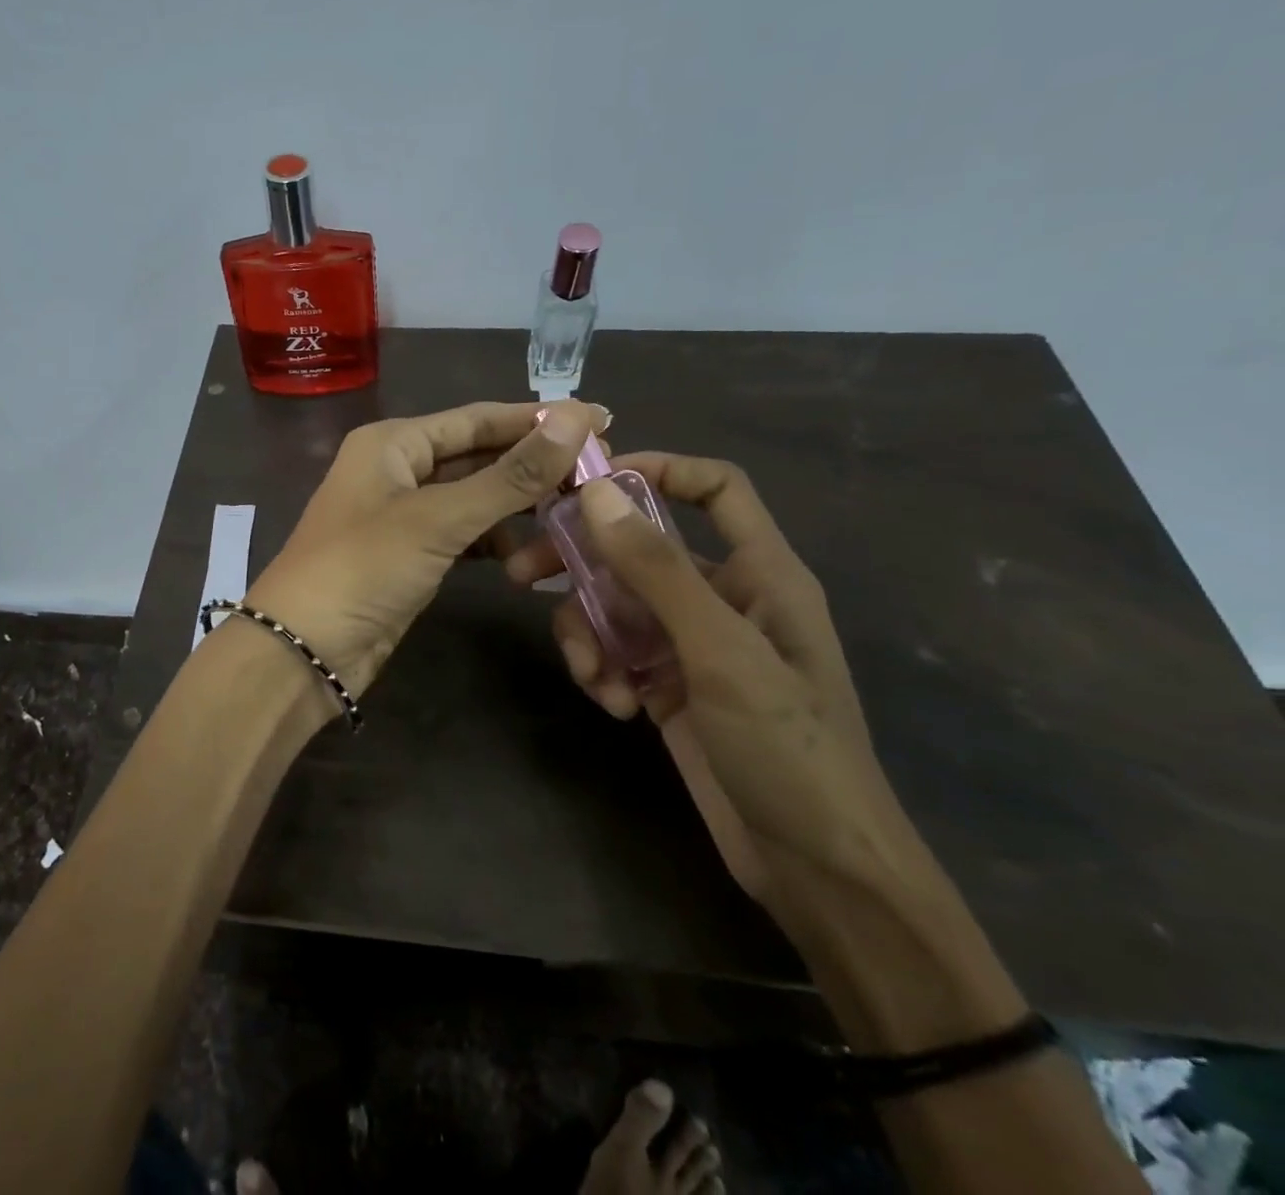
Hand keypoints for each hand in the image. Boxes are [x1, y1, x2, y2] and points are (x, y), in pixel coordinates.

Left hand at [246, 399, 607, 698]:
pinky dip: (496, 544)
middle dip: (534, 466)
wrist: (304, 651)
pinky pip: (465, 536)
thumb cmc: (363, 568)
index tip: (601, 419)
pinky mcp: (411, 556)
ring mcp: (404, 515)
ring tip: (577, 515)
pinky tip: (532, 558)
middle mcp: (398, 469)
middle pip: (479, 456)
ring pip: (475, 499)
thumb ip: (509, 474)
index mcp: (393, 442)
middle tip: (600, 471)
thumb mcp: (438, 518)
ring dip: (519, 508)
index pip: (478, 419)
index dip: (538, 419)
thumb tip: (575, 418)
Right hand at [506, 453, 912, 915]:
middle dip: (583, 559)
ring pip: (617, 605)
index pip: (715, 488)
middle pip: (641, 549)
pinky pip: (617, 651)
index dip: (658, 469)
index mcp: (760, 572)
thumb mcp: (720, 651)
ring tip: (592, 676)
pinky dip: (604, 670)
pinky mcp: (668, 685)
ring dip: (589, 632)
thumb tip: (596, 493)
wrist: (817, 870)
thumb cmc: (787, 747)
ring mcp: (692, 644)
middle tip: (522, 572)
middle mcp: (723, 598)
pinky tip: (613, 705)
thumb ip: (657, 570)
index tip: (590, 482)